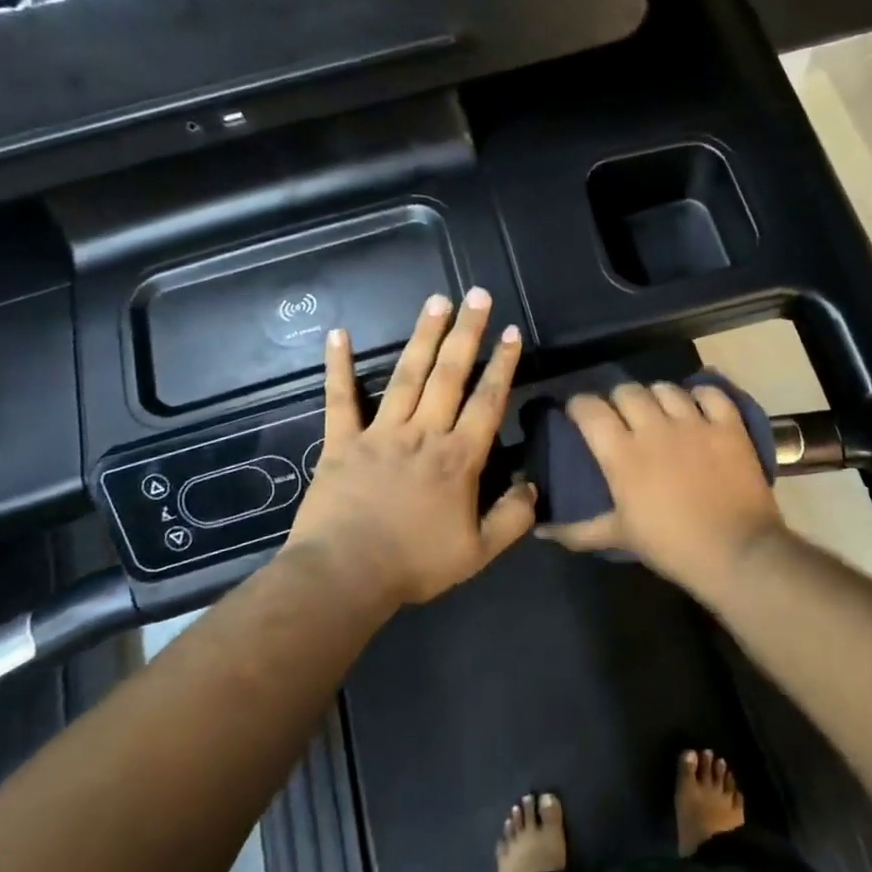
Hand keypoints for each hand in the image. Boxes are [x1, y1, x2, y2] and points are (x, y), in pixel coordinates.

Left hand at [281, 289, 534, 607]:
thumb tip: (533, 487)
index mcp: (459, 457)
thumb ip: (512, 518)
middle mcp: (423, 433)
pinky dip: (338, 366)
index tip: (512, 331)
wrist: (344, 576)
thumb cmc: (414, 563)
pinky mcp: (342, 442)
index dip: (502, 365)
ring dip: (423, 336)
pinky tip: (337, 334)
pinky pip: (340, 399)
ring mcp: (380, 433)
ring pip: (407, 376)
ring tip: (436, 301)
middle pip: (450, 374)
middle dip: (467, 333)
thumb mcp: (478, 552)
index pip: (487, 401)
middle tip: (477, 295)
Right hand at [539, 382, 786, 591]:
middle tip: (621, 417)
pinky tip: (697, 406)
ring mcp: (694, 422)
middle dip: (617, 399)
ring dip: (656, 396)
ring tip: (659, 411)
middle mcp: (655, 428)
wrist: (736, 552)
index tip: (577, 414)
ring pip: (666, 388)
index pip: (589, 409)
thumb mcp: (619, 537)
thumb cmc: (671, 546)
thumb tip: (540, 530)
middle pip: (626, 391)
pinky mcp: (728, 424)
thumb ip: (577, 530)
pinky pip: (710, 393)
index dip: (578, 405)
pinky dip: (701, 395)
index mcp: (623, 453)